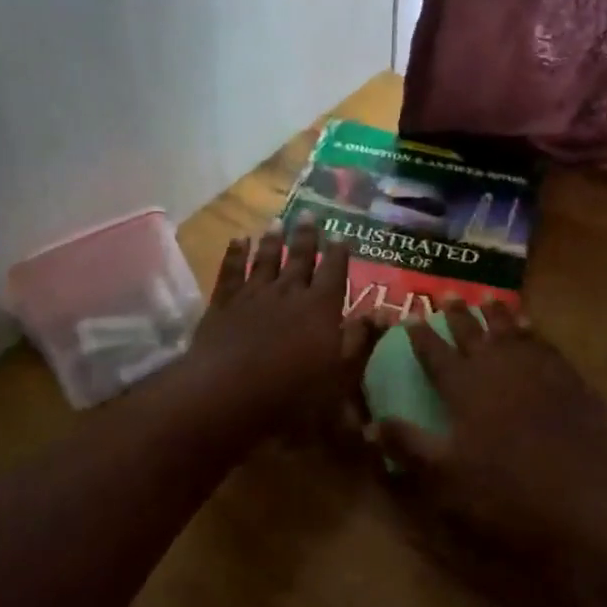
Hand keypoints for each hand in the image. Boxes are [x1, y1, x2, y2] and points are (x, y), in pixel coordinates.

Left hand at [188, 218, 378, 434]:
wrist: (227, 392)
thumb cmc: (292, 393)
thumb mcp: (339, 376)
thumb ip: (360, 341)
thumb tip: (383, 314)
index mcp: (320, 308)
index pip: (333, 272)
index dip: (338, 253)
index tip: (341, 234)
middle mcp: (288, 292)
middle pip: (299, 258)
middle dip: (306, 236)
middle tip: (308, 213)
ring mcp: (253, 295)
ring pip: (265, 259)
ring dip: (272, 240)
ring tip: (277, 222)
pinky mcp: (223, 304)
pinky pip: (231, 271)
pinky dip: (235, 253)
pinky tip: (238, 239)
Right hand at [372, 300, 606, 555]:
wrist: (584, 492)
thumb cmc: (506, 487)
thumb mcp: (446, 475)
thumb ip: (409, 445)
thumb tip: (371, 424)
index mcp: (463, 385)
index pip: (434, 352)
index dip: (420, 334)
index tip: (409, 316)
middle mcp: (495, 365)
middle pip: (471, 332)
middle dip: (457, 314)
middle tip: (448, 295)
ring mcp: (535, 367)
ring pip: (509, 329)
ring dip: (497, 314)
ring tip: (489, 299)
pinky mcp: (567, 376)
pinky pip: (543, 343)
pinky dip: (533, 332)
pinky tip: (532, 329)